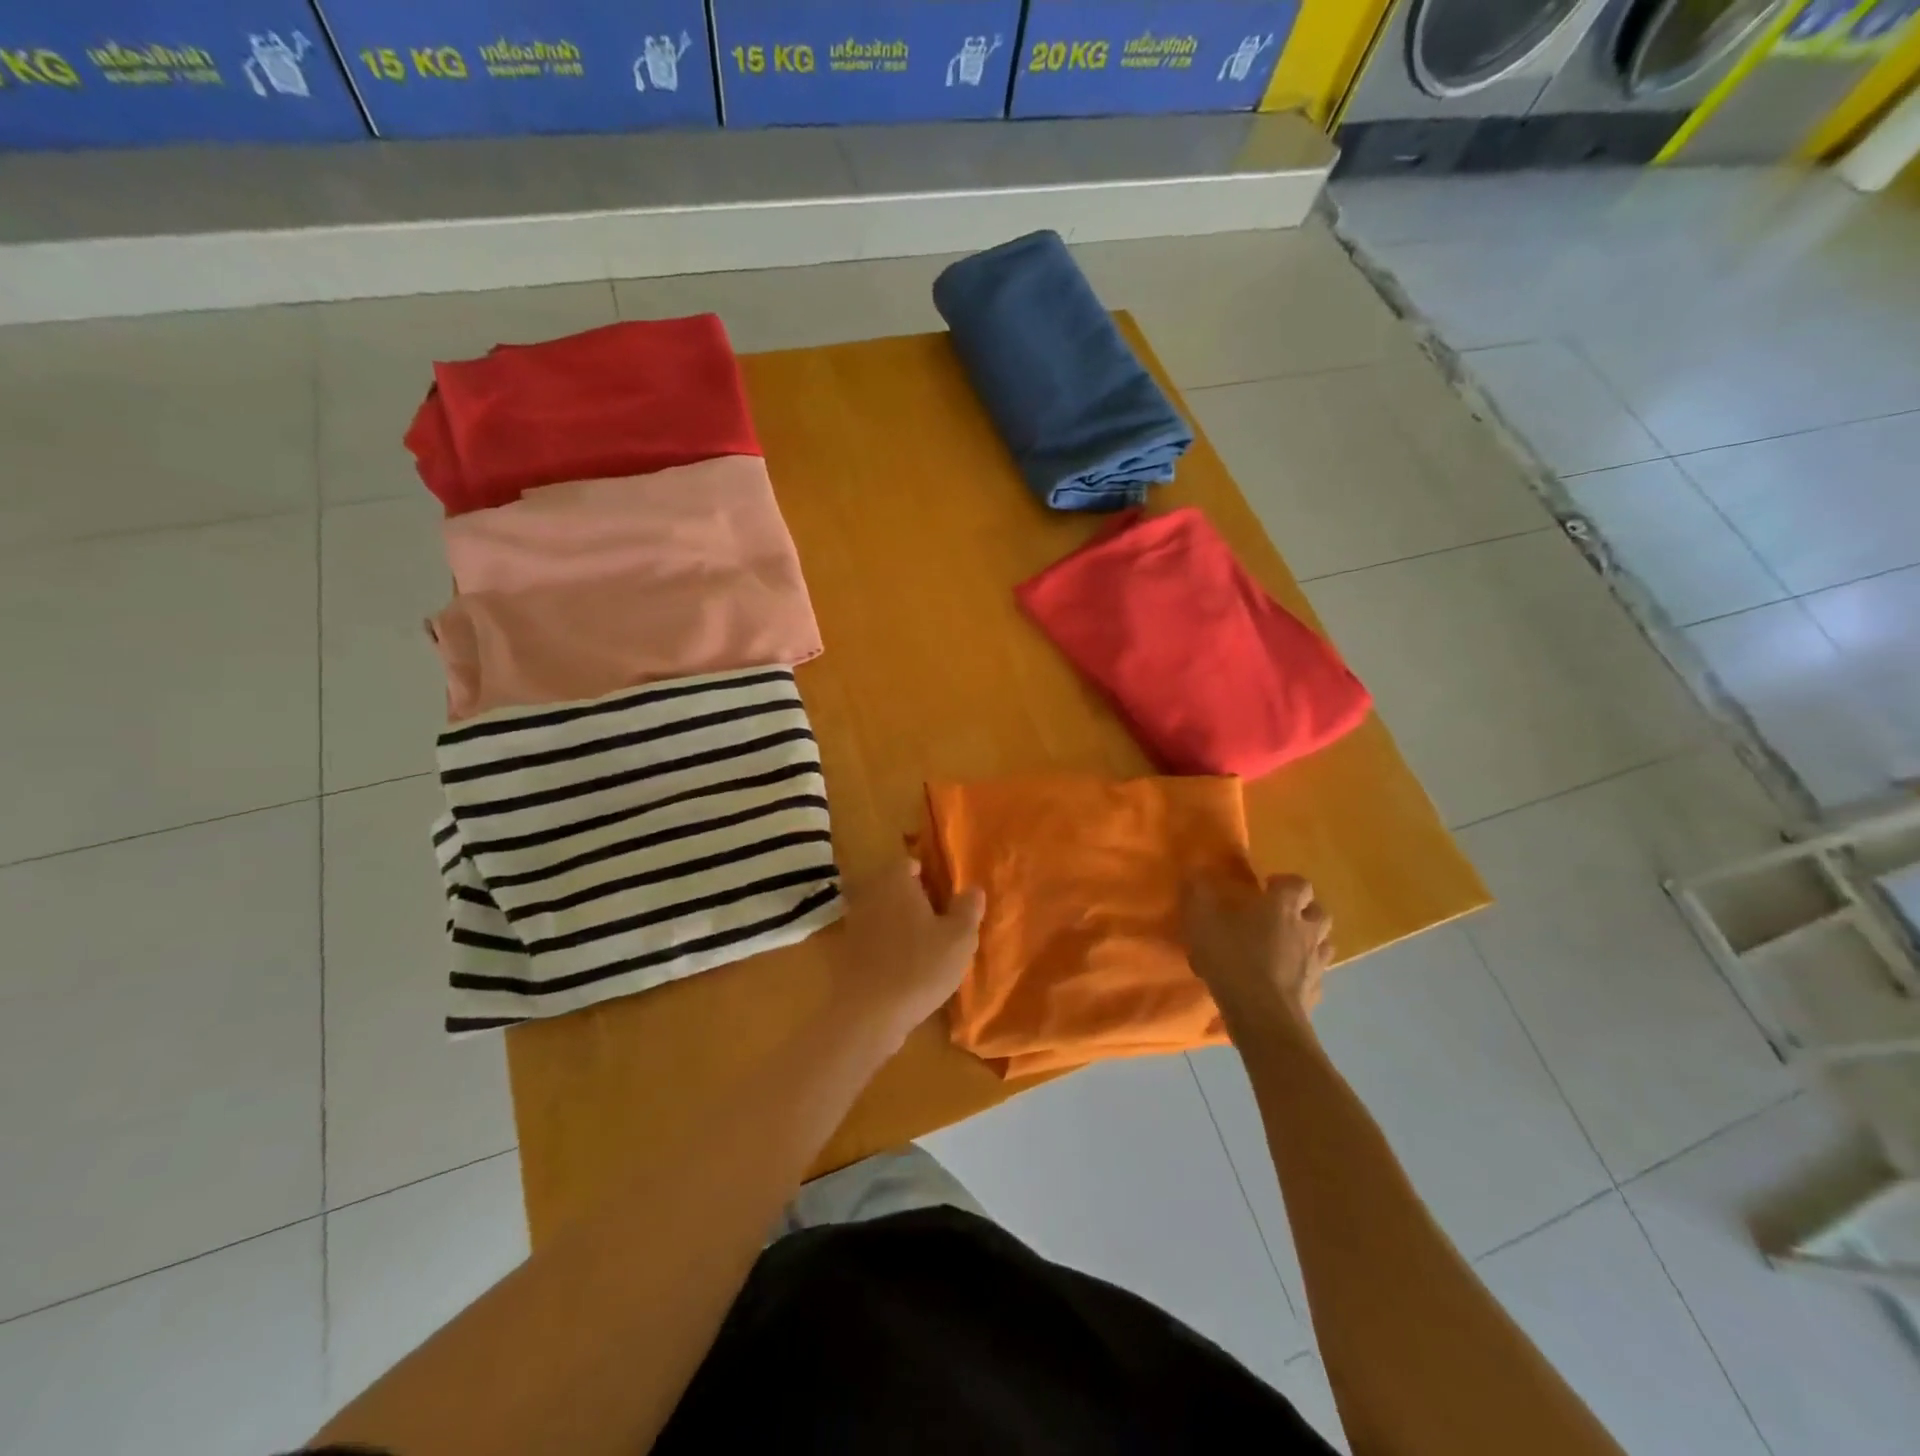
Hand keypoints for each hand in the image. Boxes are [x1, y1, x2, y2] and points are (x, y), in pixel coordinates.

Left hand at [836, 858, 984, 1046]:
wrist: (868, 1014)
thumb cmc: (919, 967)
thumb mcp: (959, 938)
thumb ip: (968, 908)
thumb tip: (973, 888)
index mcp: (895, 880)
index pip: (911, 863)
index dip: (930, 877)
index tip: (946, 897)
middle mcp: (869, 893)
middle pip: (895, 887)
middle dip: (915, 899)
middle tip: (940, 921)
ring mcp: (853, 922)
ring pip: (883, 912)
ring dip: (900, 923)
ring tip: (925, 946)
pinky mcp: (845, 951)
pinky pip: (872, 937)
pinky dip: (886, 945)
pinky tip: (904, 966)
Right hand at [1182, 874, 1332, 1032]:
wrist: (1263, 1016)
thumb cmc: (1233, 959)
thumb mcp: (1203, 922)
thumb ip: (1199, 894)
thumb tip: (1194, 872)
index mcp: (1283, 907)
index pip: (1299, 884)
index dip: (1286, 883)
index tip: (1266, 888)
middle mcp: (1307, 931)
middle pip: (1319, 912)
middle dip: (1303, 910)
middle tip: (1279, 917)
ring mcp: (1316, 964)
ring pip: (1324, 943)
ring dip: (1309, 941)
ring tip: (1287, 948)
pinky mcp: (1316, 993)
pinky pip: (1316, 976)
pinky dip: (1305, 974)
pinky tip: (1285, 981)